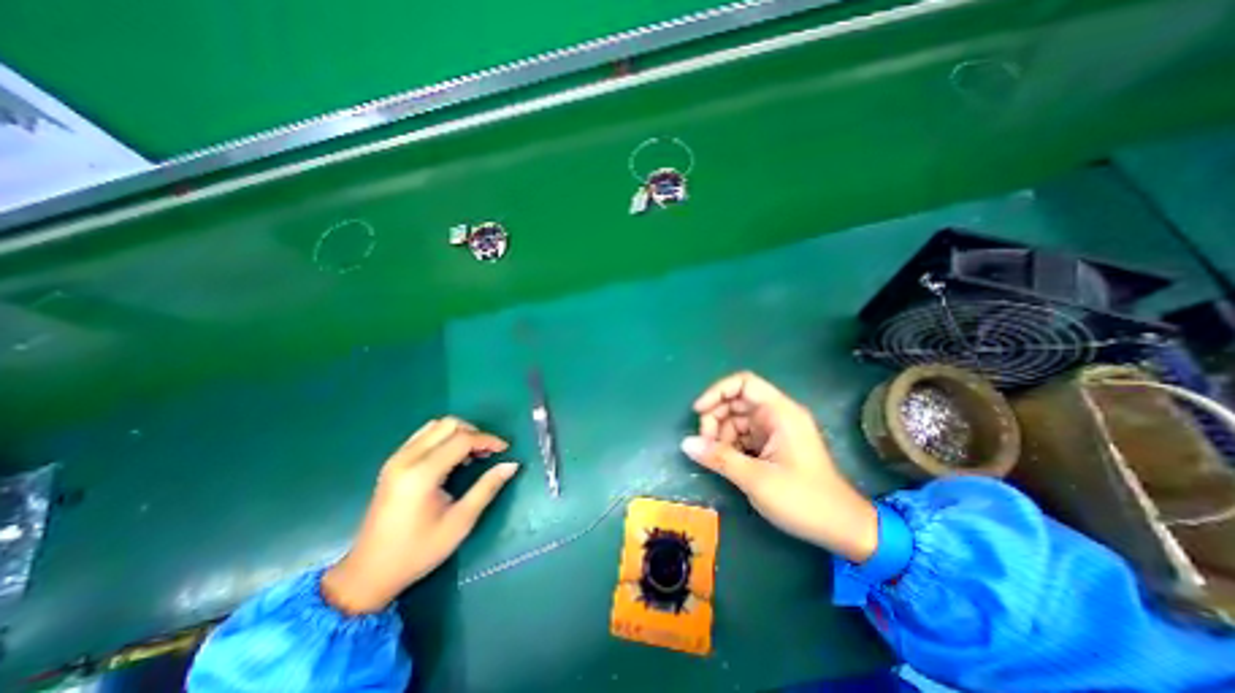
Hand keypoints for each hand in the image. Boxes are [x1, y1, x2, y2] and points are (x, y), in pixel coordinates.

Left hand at [322, 416, 516, 612]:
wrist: (368, 573)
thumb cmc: (418, 551)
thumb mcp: (460, 522)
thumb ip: (487, 488)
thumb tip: (512, 465)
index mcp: (422, 474)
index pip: (462, 439)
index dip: (488, 440)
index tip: (505, 449)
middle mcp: (406, 459)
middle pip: (448, 425)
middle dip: (474, 432)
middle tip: (488, 452)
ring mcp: (396, 459)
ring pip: (435, 426)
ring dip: (458, 433)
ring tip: (472, 453)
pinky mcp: (392, 464)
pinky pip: (423, 436)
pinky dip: (443, 438)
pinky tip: (452, 457)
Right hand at [684, 372, 875, 560]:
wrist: (843, 530)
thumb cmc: (803, 500)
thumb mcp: (756, 479)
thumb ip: (719, 458)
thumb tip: (685, 443)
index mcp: (780, 412)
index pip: (744, 383)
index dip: (718, 392)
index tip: (699, 411)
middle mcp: (777, 415)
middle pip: (737, 401)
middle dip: (716, 417)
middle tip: (704, 443)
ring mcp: (775, 431)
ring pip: (737, 419)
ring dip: (721, 434)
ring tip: (714, 457)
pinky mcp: (773, 446)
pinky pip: (743, 436)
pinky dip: (730, 445)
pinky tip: (724, 462)